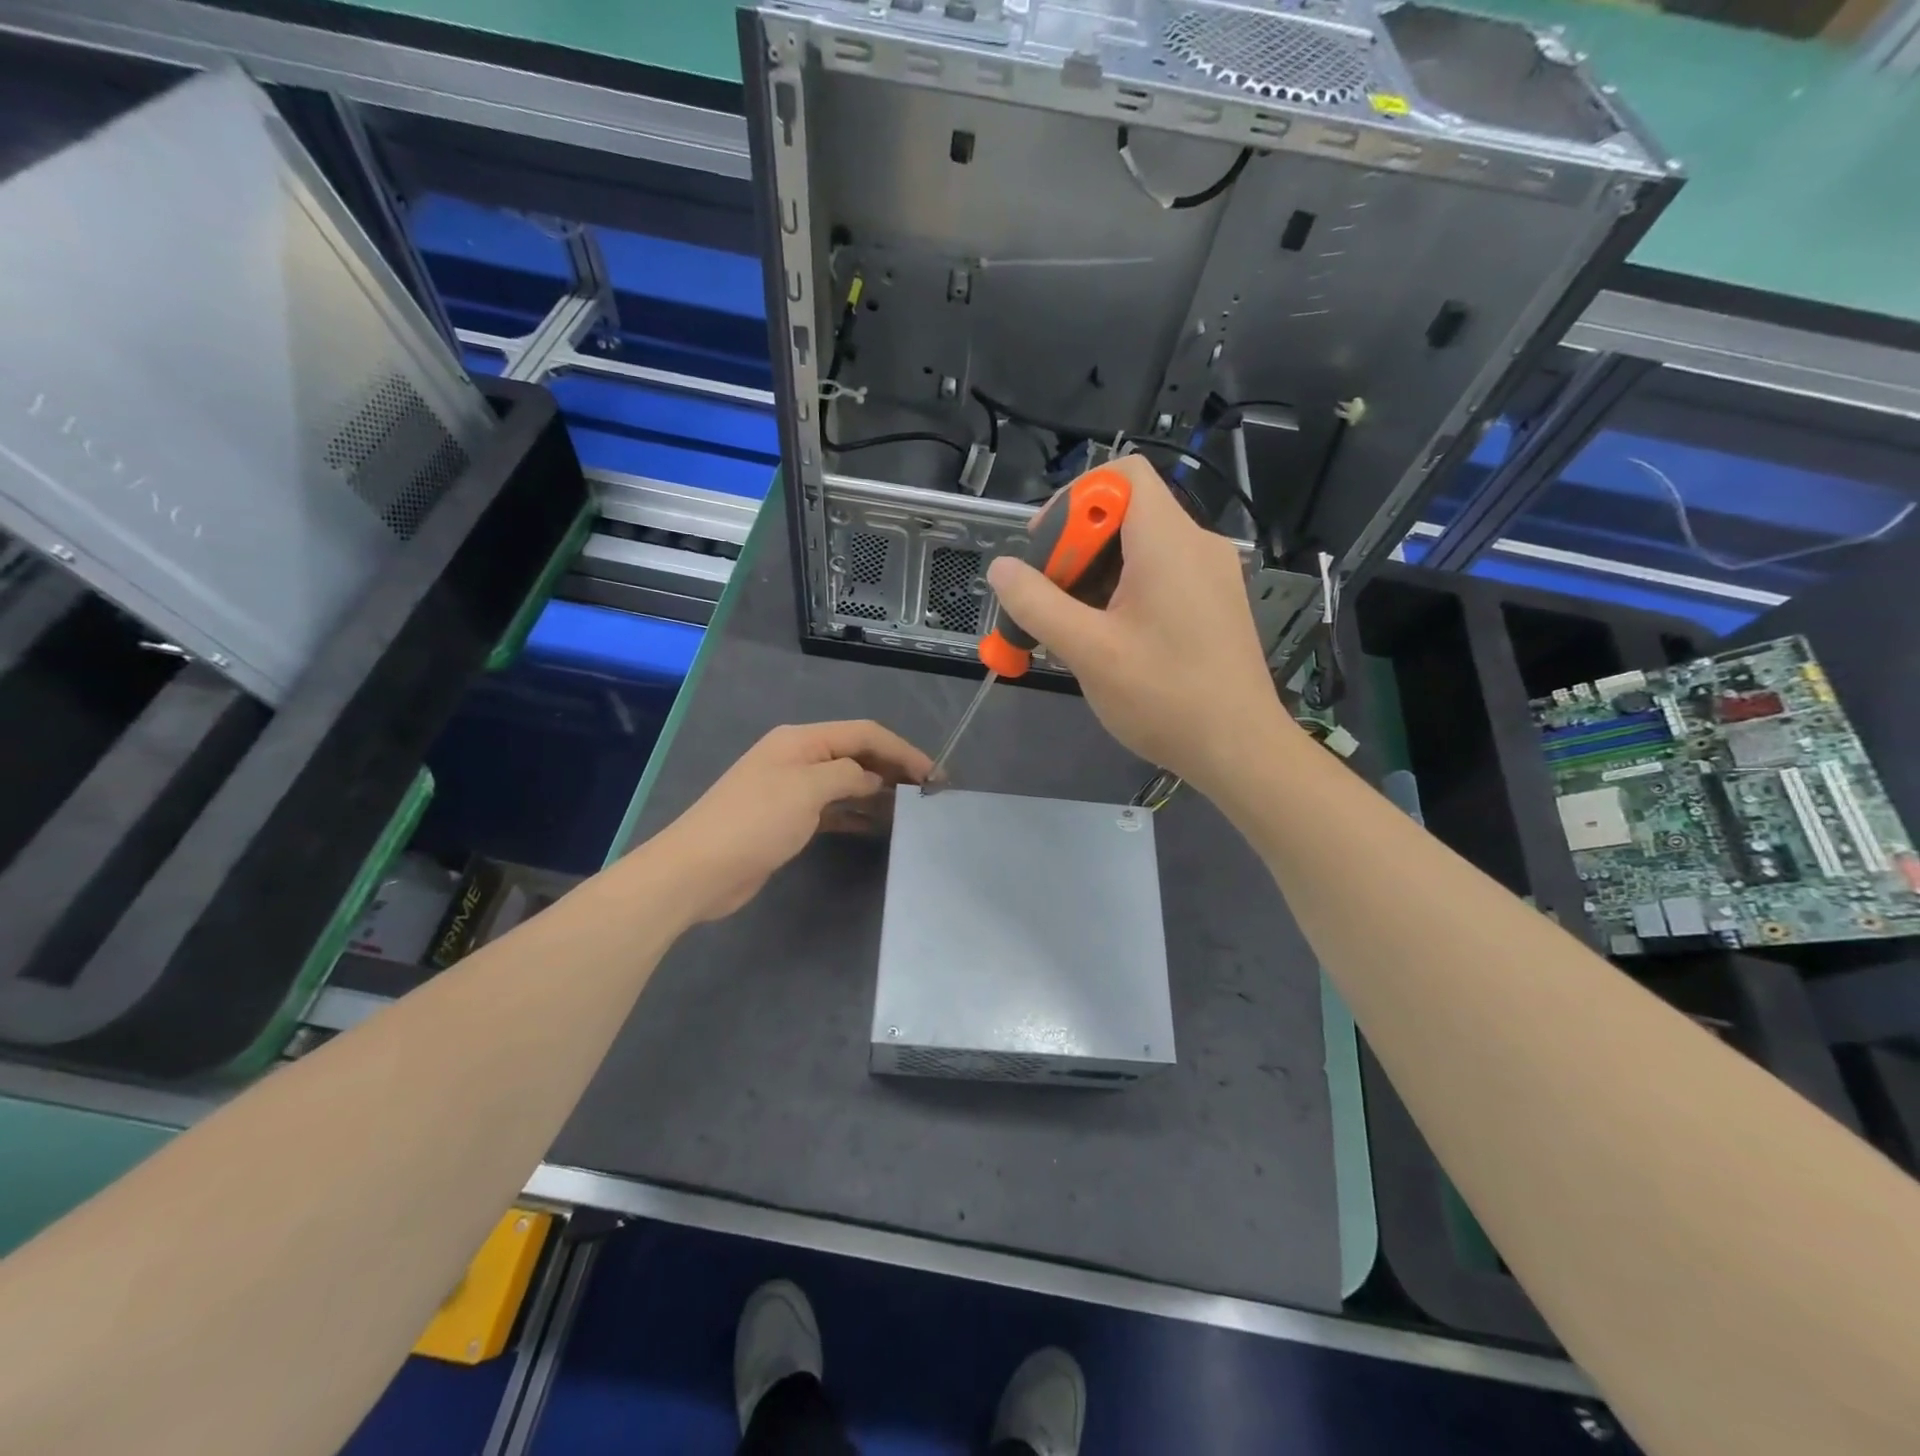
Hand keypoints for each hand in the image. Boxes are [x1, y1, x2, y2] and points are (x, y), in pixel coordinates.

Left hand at [654, 721, 931, 922]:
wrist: (698, 870)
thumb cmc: (754, 822)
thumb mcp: (807, 790)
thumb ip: (848, 777)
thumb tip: (874, 781)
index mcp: (801, 740)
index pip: (864, 734)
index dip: (902, 750)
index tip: (934, 775)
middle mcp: (799, 758)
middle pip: (857, 754)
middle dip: (893, 768)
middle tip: (929, 793)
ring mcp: (793, 790)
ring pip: (847, 782)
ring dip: (878, 791)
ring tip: (912, 809)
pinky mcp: (789, 820)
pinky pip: (834, 809)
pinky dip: (857, 813)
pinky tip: (879, 825)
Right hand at [985, 454, 1284, 790]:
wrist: (1239, 750)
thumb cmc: (1164, 697)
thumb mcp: (1088, 650)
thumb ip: (1037, 604)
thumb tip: (1001, 568)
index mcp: (1168, 541)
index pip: (1121, 475)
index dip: (1074, 500)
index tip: (1045, 550)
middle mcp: (1196, 545)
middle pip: (1125, 512)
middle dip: (1076, 548)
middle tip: (1047, 599)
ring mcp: (1209, 574)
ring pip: (1139, 548)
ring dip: (1094, 576)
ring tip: (1069, 626)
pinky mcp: (1212, 603)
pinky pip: (1159, 576)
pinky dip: (1122, 593)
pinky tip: (1104, 638)